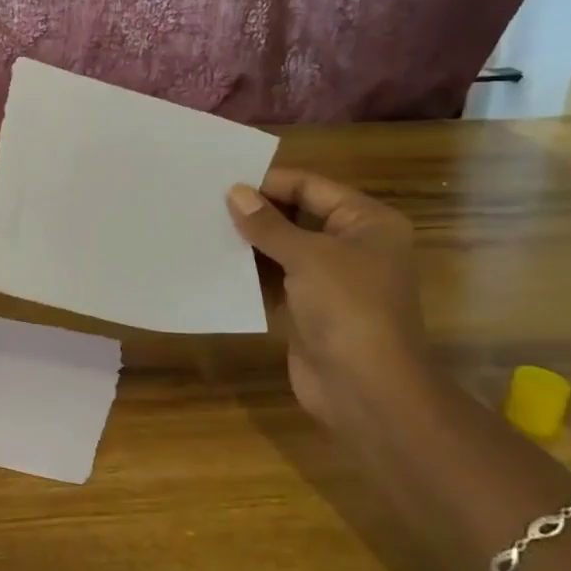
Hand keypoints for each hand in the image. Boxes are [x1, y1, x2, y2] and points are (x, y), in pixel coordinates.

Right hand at [225, 168, 440, 434]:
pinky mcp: (308, 308)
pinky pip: (275, 279)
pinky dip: (249, 271)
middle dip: (256, 210)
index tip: (223, 180)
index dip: (269, 182)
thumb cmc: (348, 309)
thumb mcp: (307, 257)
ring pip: (282, 248)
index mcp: (367, 223)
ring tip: (203, 225)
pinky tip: (215, 261)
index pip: (311, 186)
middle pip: (296, 214)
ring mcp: (331, 280)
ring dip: (249, 241)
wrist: (367, 391)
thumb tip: (235, 192)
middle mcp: (352, 245)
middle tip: (206, 200)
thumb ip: (268, 224)